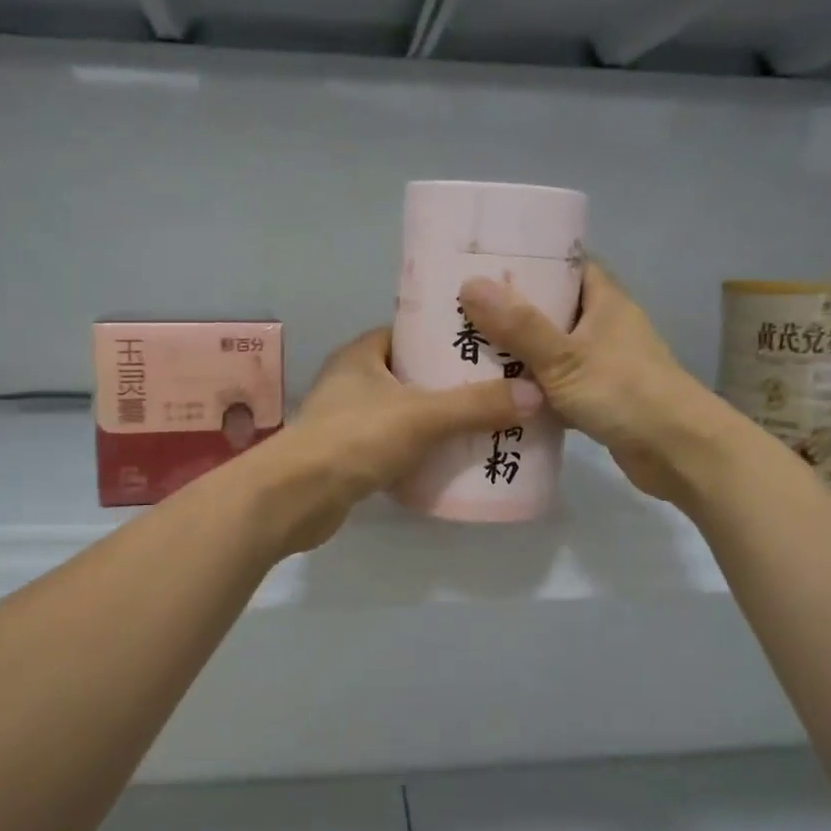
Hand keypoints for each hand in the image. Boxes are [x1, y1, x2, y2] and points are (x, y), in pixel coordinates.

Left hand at [265, 328, 543, 553]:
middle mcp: (350, 380)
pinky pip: (393, 444)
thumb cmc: (355, 438)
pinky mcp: (347, 456)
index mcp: (361, 354)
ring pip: (402, 411)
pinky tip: (448, 459)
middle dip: (447, 381)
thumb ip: (476, 405)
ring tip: (482, 422)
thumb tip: (534, 394)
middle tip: (494, 386)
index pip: (408, 332)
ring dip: (435, 418)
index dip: (444, 336)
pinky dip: (418, 449)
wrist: (296, 497)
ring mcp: (346, 420)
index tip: (483, 344)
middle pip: (409, 373)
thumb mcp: (423, 416)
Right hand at [458, 263, 735, 508]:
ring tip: (465, 349)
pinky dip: (531, 388)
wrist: (679, 452)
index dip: (526, 261)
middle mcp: (604, 325)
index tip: (482, 264)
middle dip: (509, 311)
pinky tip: (496, 393)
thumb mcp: (564, 357)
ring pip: (550, 350)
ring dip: (517, 353)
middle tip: (460, 311)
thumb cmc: (625, 392)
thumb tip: (470, 284)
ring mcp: (602, 363)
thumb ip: (518, 326)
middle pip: (550, 308)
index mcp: (603, 300)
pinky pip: (556, 385)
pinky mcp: (598, 398)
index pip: (563, 265)